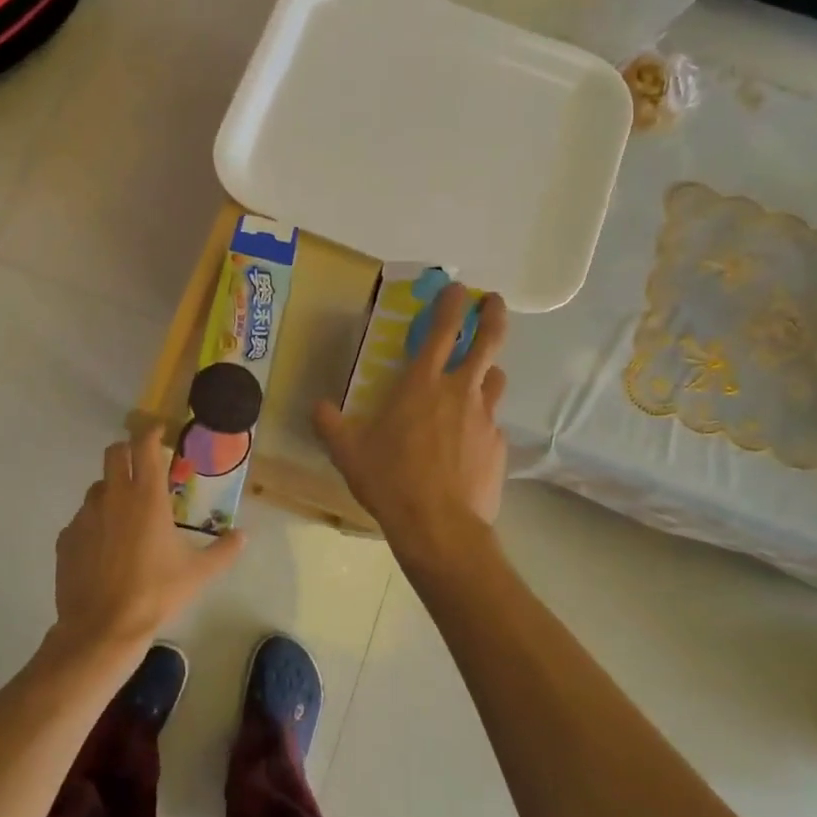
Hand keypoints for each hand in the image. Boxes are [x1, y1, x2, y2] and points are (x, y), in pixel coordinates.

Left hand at [51, 425, 243, 656]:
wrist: (102, 629)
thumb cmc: (155, 593)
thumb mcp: (198, 574)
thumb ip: (223, 551)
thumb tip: (243, 536)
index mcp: (146, 497)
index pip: (144, 447)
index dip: (151, 433)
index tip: (159, 431)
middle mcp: (113, 497)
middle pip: (114, 453)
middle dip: (127, 451)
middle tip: (141, 464)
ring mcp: (86, 516)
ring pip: (98, 487)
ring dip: (112, 489)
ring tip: (126, 514)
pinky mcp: (66, 538)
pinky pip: (83, 519)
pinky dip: (96, 523)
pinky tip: (105, 548)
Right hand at [315, 283, 509, 544]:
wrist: (440, 527)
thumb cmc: (390, 481)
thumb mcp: (349, 452)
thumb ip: (331, 425)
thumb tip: (317, 407)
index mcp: (422, 384)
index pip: (443, 330)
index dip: (453, 303)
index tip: (459, 288)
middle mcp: (459, 392)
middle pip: (488, 341)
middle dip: (493, 317)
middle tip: (495, 303)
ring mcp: (485, 418)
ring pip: (494, 380)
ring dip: (487, 372)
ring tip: (477, 378)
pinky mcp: (499, 447)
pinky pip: (492, 423)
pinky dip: (482, 421)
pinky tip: (468, 442)